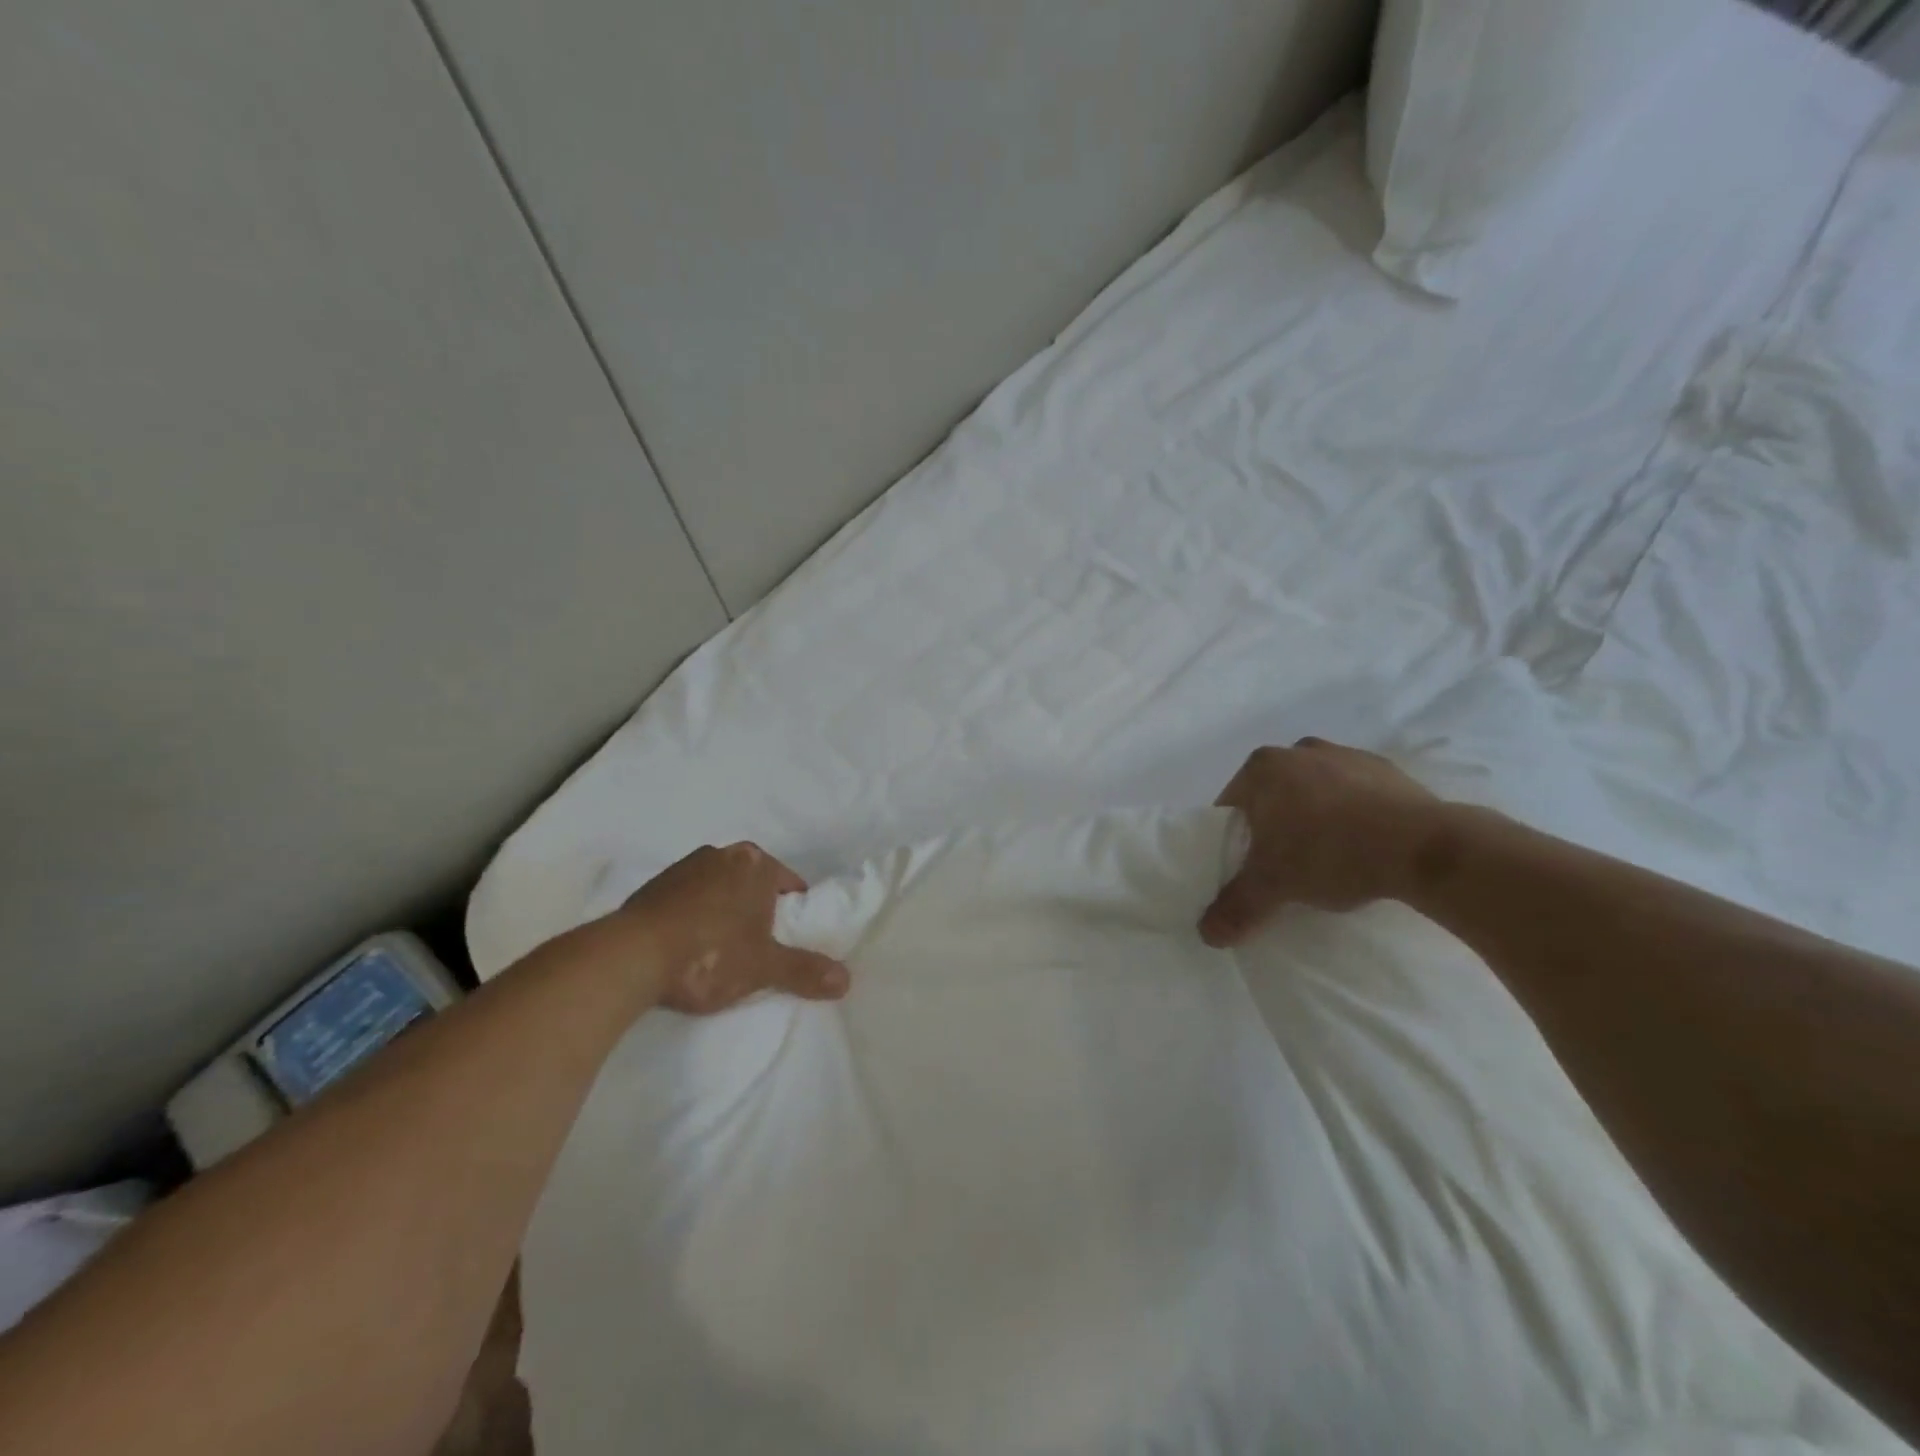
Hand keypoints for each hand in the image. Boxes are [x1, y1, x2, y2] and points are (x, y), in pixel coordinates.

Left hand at [613, 842, 849, 1013]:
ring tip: (719, 950)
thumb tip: (846, 980)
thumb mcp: (763, 967)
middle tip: (757, 946)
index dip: (792, 912)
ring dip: (723, 911)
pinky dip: (693, 916)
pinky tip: (687, 946)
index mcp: (756, 863)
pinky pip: (687, 899)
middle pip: (752, 883)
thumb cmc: (710, 954)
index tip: (787, 939)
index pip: (789, 883)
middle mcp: (722, 854)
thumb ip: (804, 971)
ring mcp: (683, 867)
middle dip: (757, 908)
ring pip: (718, 888)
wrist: (630, 956)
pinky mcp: (652, 886)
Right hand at [1200, 738, 1444, 945]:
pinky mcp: (1386, 769)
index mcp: (1262, 768)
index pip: (1231, 806)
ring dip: (1313, 819)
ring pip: (1313, 793)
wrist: (1423, 847)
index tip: (1248, 867)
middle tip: (1284, 866)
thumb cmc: (1330, 853)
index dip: (1233, 840)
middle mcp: (1298, 750)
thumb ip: (1235, 907)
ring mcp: (1345, 755)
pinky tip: (1362, 847)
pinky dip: (1351, 816)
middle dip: (1273, 827)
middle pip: (1271, 796)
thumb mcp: (1273, 887)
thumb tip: (1206, 934)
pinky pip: (1353, 795)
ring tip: (1327, 859)